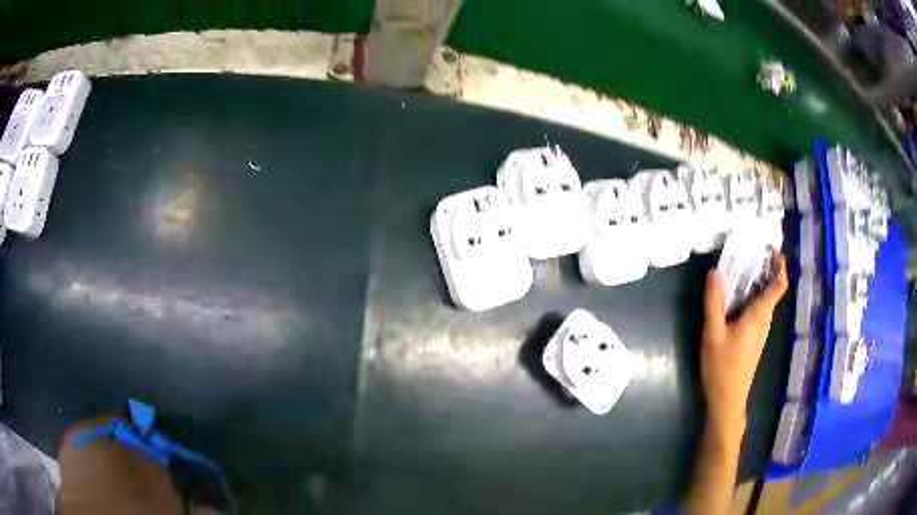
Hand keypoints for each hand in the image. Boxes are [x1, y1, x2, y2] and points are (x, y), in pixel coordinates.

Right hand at [701, 251, 787, 437]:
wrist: (727, 400)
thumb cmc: (722, 367)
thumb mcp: (713, 334)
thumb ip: (714, 303)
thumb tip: (715, 272)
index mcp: (759, 315)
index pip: (779, 285)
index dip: (780, 265)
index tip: (770, 249)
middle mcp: (764, 320)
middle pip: (773, 289)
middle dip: (765, 268)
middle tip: (748, 252)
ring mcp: (760, 330)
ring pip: (764, 299)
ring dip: (757, 282)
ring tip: (739, 269)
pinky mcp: (753, 338)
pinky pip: (757, 309)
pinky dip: (750, 296)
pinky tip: (734, 297)